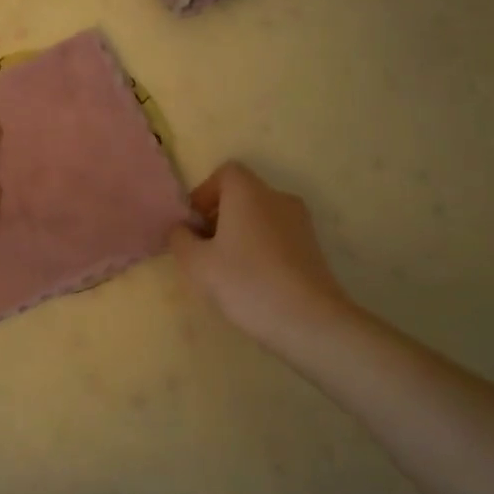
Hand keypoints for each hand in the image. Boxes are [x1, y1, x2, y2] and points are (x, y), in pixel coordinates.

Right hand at [168, 162, 352, 346]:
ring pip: (260, 217)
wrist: (309, 320)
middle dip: (219, 217)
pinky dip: (261, 248)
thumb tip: (182, 229)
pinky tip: (254, 282)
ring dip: (240, 234)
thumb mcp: (197, 264)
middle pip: (242, 195)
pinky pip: (277, 236)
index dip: (204, 194)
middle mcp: (277, 197)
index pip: (224, 174)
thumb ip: (180, 240)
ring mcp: (300, 222)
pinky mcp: (313, 247)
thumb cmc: (247, 282)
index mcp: (249, 192)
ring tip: (227, 271)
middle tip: (205, 251)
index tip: (193, 226)